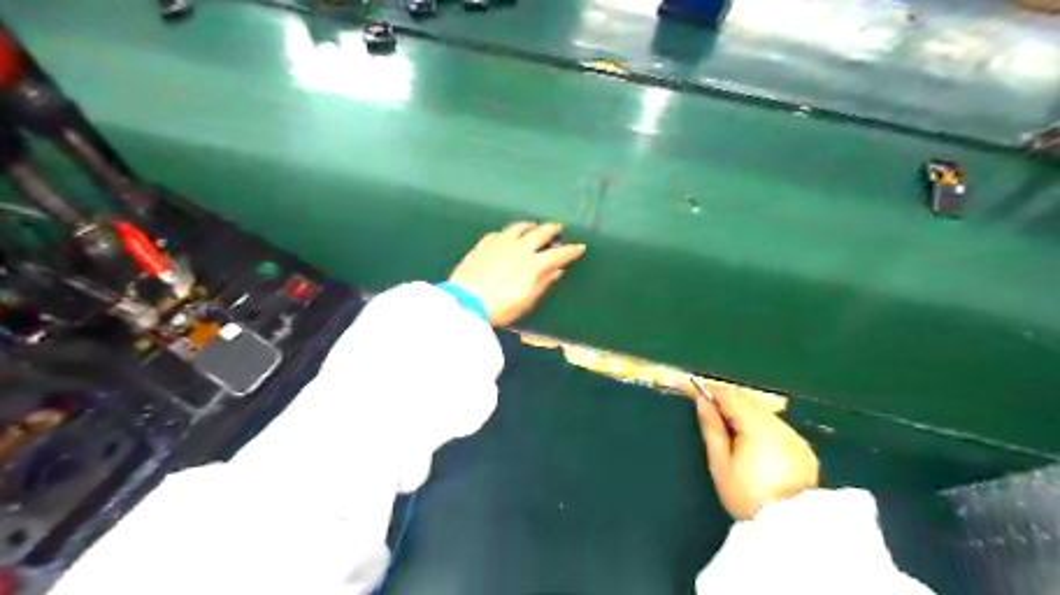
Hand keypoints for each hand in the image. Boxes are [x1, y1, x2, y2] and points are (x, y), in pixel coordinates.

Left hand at [446, 220, 587, 325]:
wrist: (466, 301)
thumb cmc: (500, 307)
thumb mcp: (527, 300)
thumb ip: (543, 282)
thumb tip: (557, 270)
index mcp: (534, 264)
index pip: (558, 253)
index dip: (571, 250)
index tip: (580, 246)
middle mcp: (520, 248)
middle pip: (541, 233)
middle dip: (552, 229)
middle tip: (558, 227)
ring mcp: (500, 243)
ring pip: (519, 227)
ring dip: (530, 226)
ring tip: (533, 226)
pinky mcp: (484, 244)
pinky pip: (500, 233)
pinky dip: (509, 233)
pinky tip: (508, 236)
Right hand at [698, 391, 817, 519]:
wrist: (788, 528)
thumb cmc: (747, 496)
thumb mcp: (720, 464)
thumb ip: (712, 428)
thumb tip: (701, 401)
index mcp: (757, 428)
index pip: (733, 397)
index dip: (715, 391)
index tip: (699, 390)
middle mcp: (780, 427)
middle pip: (751, 401)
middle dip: (731, 399)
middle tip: (712, 407)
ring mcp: (795, 437)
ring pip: (766, 413)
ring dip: (747, 412)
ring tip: (731, 426)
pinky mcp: (804, 450)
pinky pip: (779, 427)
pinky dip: (764, 425)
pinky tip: (755, 441)